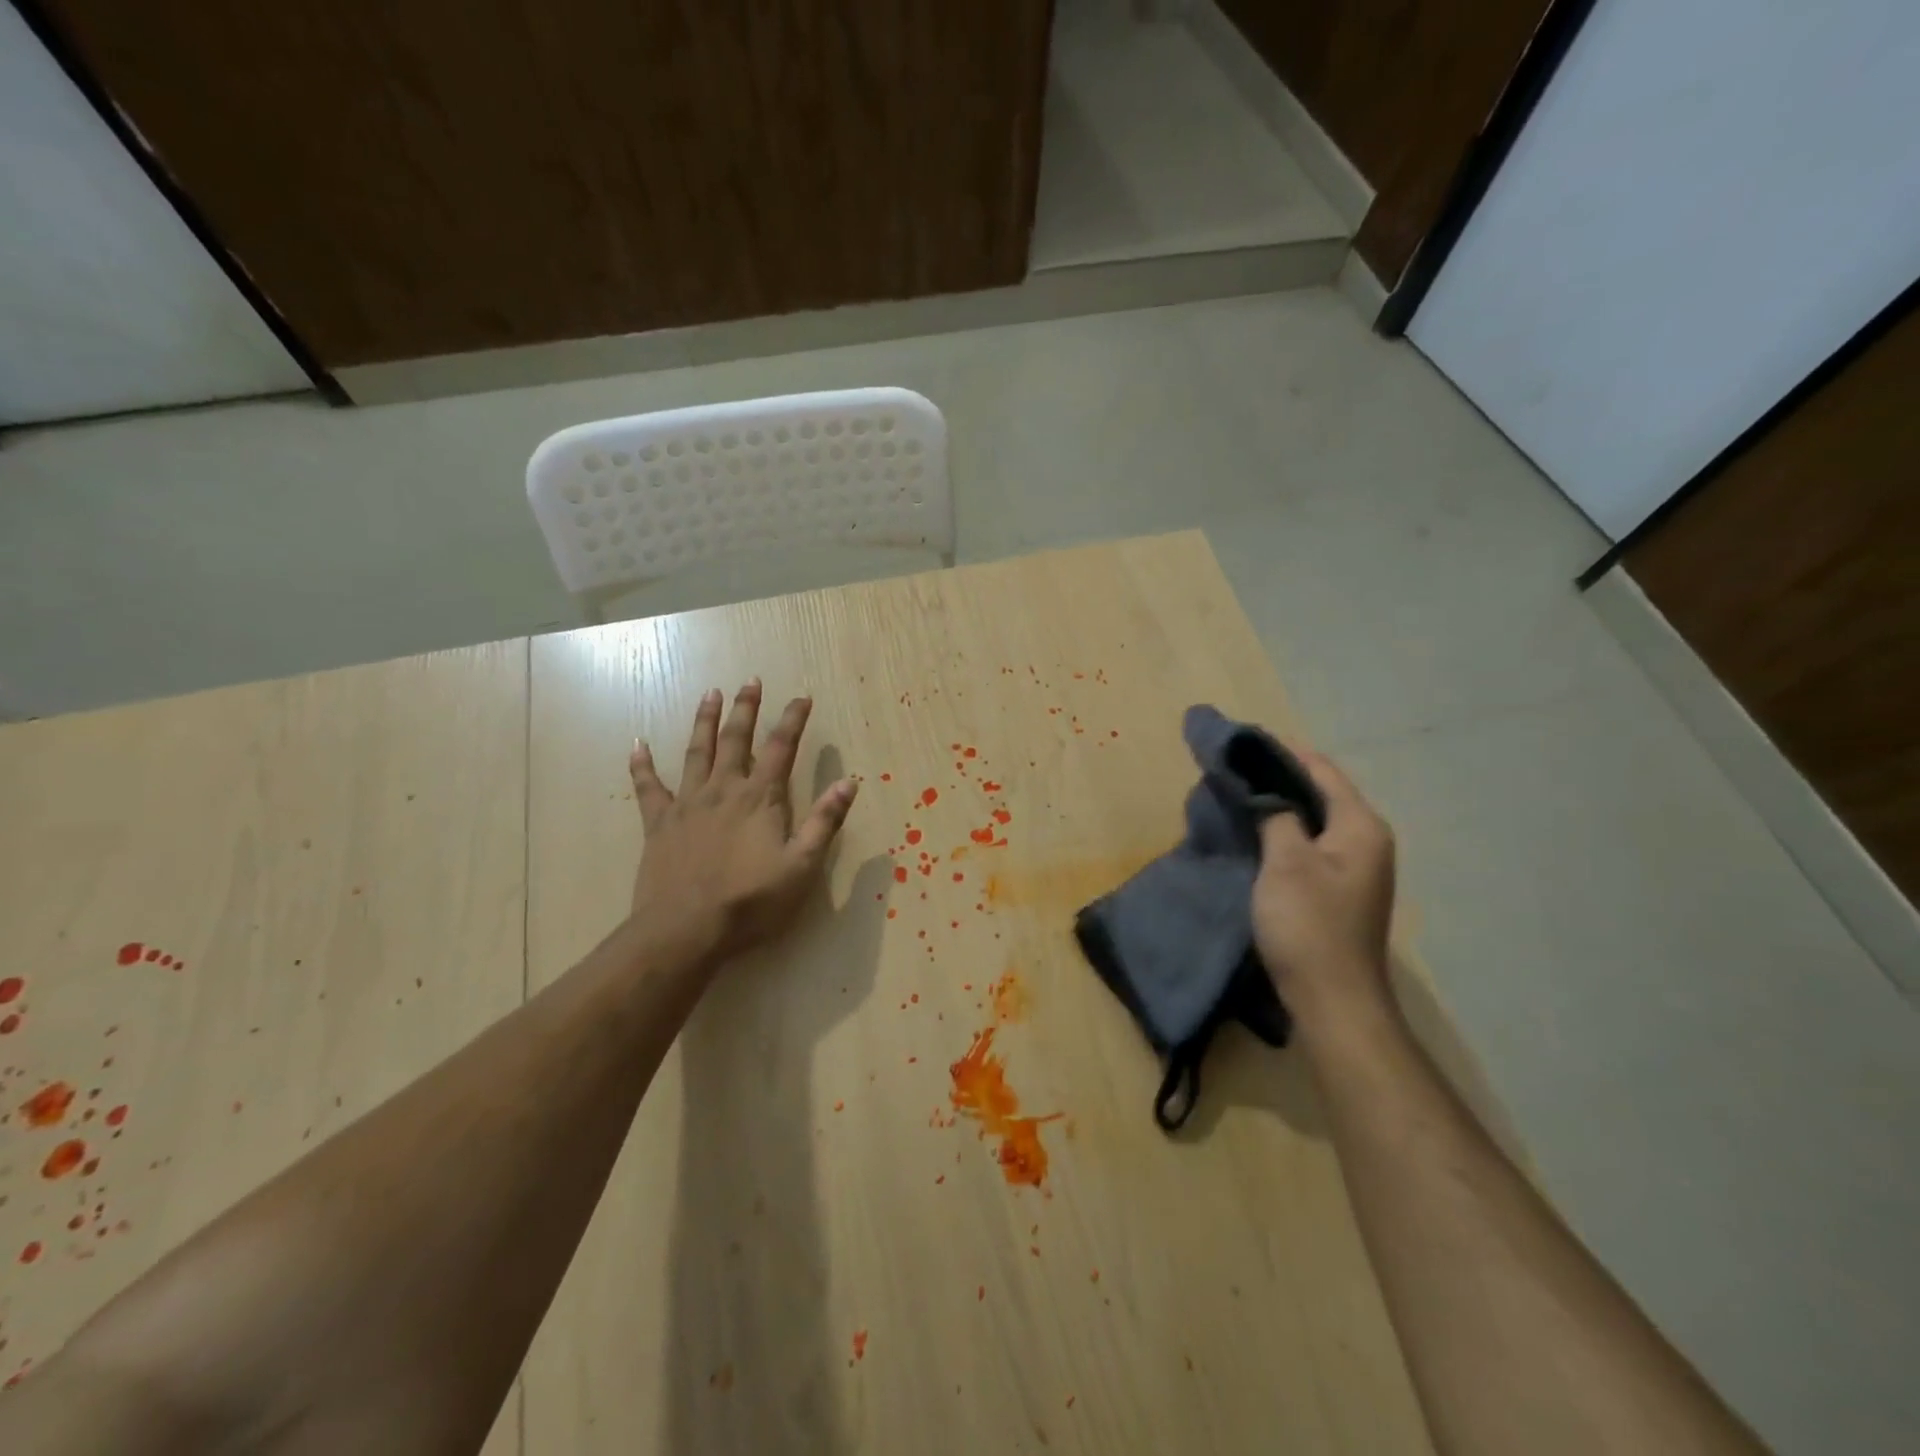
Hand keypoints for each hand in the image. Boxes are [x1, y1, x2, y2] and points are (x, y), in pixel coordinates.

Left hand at [628, 680, 856, 961]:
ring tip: (709, 694)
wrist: (686, 930)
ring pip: (696, 752)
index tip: (802, 697)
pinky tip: (637, 745)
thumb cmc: (751, 901)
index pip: (782, 748)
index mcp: (761, 798)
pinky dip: (642, 765)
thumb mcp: (802, 865)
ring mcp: (688, 804)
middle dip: (746, 708)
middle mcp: (724, 789)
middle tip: (750, 680)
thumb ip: (825, 822)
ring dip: (704, 721)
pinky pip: (648, 787)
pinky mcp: (659, 823)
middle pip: (737, 739)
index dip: (793, 720)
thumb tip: (849, 782)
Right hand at [1252, 747, 1396, 1025]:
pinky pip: (1311, 845)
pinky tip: (1257, 833)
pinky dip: (1285, 832)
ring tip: (1240, 793)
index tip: (1244, 740)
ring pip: (1315, 820)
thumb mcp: (1286, 862)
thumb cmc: (1309, 924)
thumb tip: (1269, 793)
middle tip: (1236, 767)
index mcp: (1360, 826)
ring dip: (1281, 806)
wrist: (1332, 999)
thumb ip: (1277, 817)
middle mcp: (1366, 841)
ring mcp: (1355, 868)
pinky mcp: (1339, 891)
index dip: (1284, 752)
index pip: (1322, 771)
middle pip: (1322, 793)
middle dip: (1280, 777)